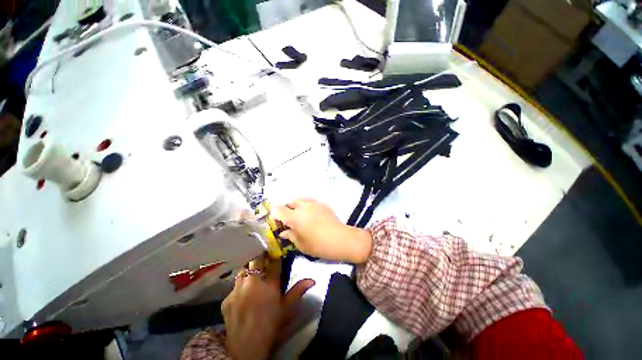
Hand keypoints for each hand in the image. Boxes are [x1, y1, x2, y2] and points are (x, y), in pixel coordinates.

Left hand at [222, 258, 313, 359]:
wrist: (246, 348)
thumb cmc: (271, 325)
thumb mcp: (287, 308)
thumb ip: (298, 291)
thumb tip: (312, 280)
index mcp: (269, 283)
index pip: (273, 261)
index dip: (275, 254)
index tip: (275, 250)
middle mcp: (253, 282)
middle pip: (255, 260)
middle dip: (259, 258)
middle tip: (262, 260)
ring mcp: (237, 289)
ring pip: (242, 271)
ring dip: (248, 271)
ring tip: (252, 278)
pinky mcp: (226, 298)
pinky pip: (234, 287)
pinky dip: (239, 288)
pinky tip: (242, 297)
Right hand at [272, 198, 372, 263]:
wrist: (341, 239)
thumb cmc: (319, 245)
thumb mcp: (301, 244)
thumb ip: (290, 235)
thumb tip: (283, 232)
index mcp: (294, 217)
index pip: (278, 210)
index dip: (275, 216)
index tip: (278, 224)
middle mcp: (302, 206)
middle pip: (288, 203)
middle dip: (285, 210)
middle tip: (288, 221)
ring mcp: (313, 203)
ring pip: (299, 199)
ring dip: (295, 206)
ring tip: (299, 216)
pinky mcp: (322, 203)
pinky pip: (309, 201)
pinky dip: (305, 205)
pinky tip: (310, 215)